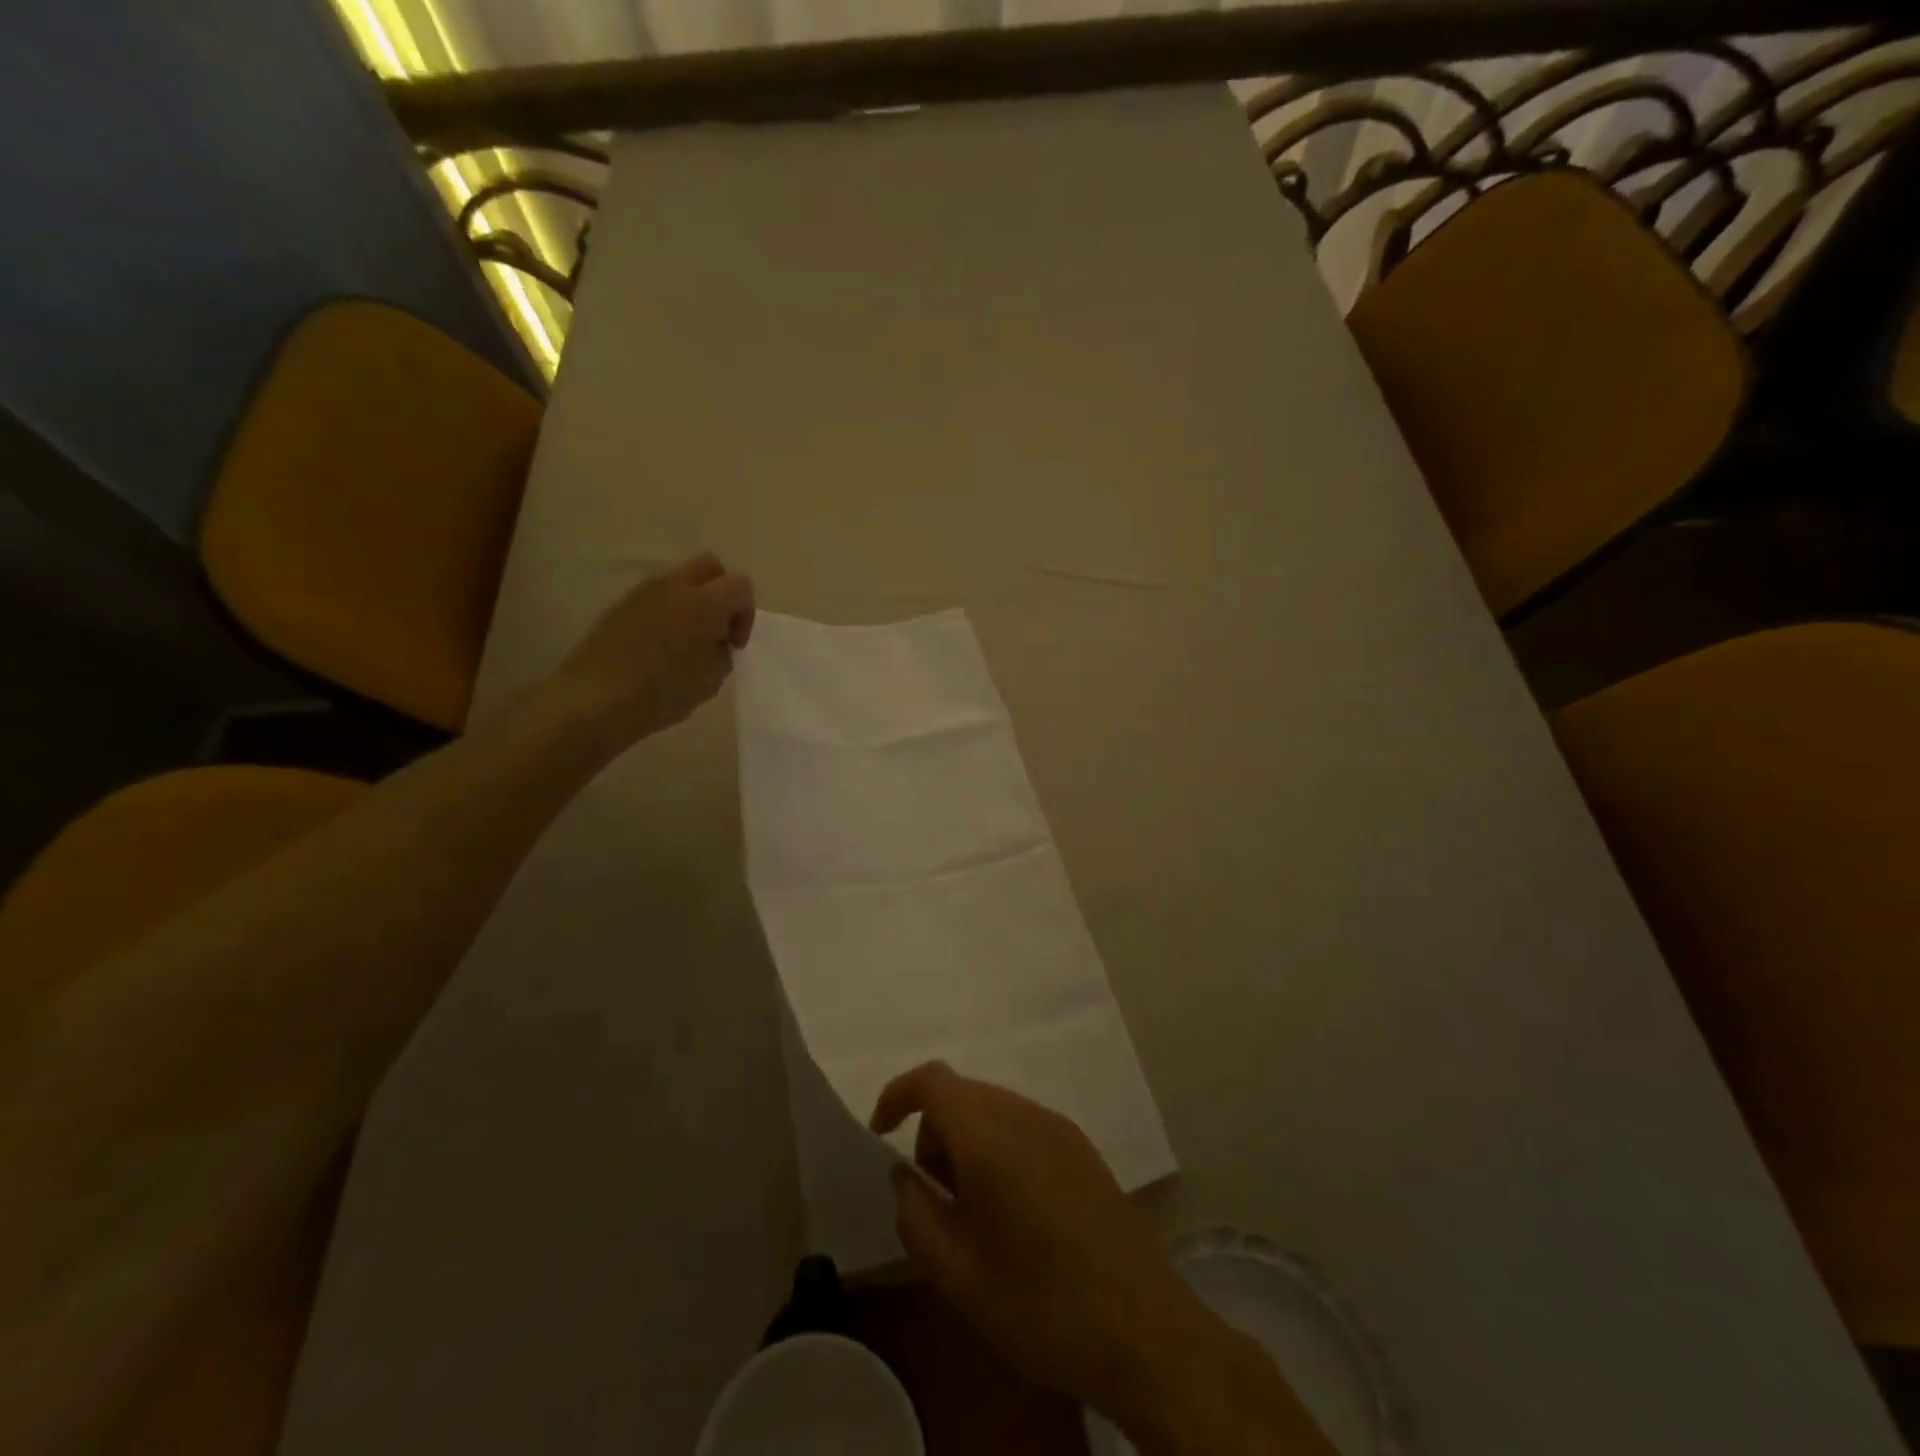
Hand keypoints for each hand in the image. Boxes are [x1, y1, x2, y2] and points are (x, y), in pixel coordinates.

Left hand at [548, 553, 754, 748]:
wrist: (594, 700)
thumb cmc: (661, 692)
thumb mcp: (711, 679)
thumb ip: (722, 651)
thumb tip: (716, 640)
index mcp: (704, 602)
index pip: (741, 586)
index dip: (745, 616)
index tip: (733, 646)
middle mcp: (674, 586)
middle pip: (711, 567)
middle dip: (722, 594)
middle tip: (717, 631)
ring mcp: (642, 592)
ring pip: (680, 580)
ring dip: (693, 602)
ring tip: (687, 643)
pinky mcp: (620, 606)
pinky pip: (656, 598)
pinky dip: (668, 613)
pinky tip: (659, 648)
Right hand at [872, 1063, 1332, 1455]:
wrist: (1144, 1329)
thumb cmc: (1041, 1305)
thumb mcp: (958, 1275)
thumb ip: (917, 1216)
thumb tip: (905, 1177)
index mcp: (990, 1135)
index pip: (933, 1080)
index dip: (898, 1095)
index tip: (880, 1135)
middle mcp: (1026, 1115)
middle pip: (963, 1094)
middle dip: (934, 1131)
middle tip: (933, 1195)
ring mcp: (1060, 1128)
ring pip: (994, 1109)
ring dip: (967, 1141)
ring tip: (972, 1211)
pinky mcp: (1083, 1148)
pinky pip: (1024, 1126)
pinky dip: (1000, 1147)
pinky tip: (1013, 1210)